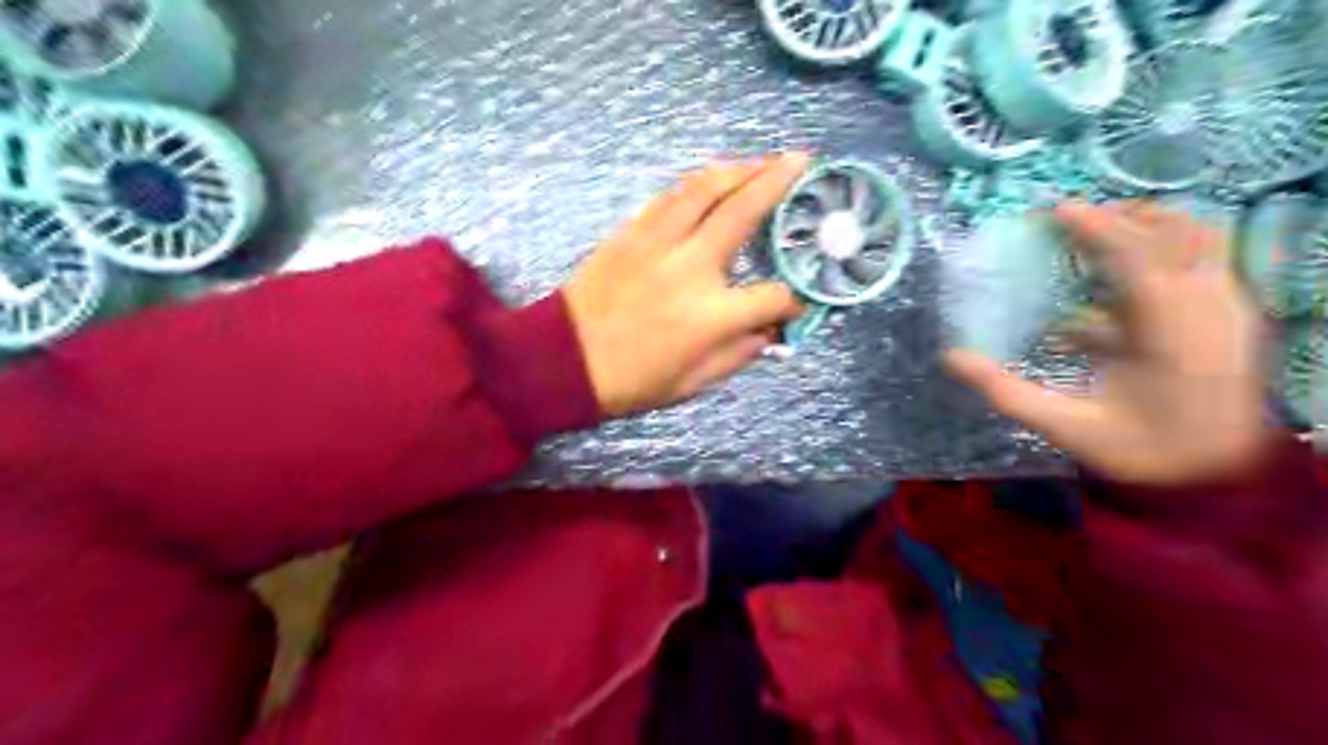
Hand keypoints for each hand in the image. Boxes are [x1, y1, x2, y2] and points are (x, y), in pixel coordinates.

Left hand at [561, 155, 809, 417]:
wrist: (564, 360)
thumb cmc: (632, 381)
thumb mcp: (694, 383)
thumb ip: (739, 354)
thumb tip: (770, 330)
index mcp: (712, 316)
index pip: (773, 296)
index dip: (794, 299)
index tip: (797, 300)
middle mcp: (691, 267)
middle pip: (744, 211)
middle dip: (780, 182)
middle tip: (803, 161)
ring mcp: (658, 242)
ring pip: (705, 189)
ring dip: (740, 169)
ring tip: (763, 161)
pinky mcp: (631, 232)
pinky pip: (670, 195)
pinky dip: (699, 183)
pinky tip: (714, 179)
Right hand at [949, 200, 1268, 484]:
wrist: (1217, 476)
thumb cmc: (1143, 451)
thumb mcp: (1066, 427)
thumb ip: (1007, 392)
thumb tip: (953, 357)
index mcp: (1170, 336)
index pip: (1135, 259)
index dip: (1095, 228)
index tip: (1055, 210)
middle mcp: (1209, 311)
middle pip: (1175, 235)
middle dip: (1121, 218)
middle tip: (1071, 218)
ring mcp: (1229, 310)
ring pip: (1199, 242)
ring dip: (1148, 228)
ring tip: (1098, 232)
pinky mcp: (1233, 316)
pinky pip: (1203, 264)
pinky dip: (1163, 256)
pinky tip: (1122, 280)